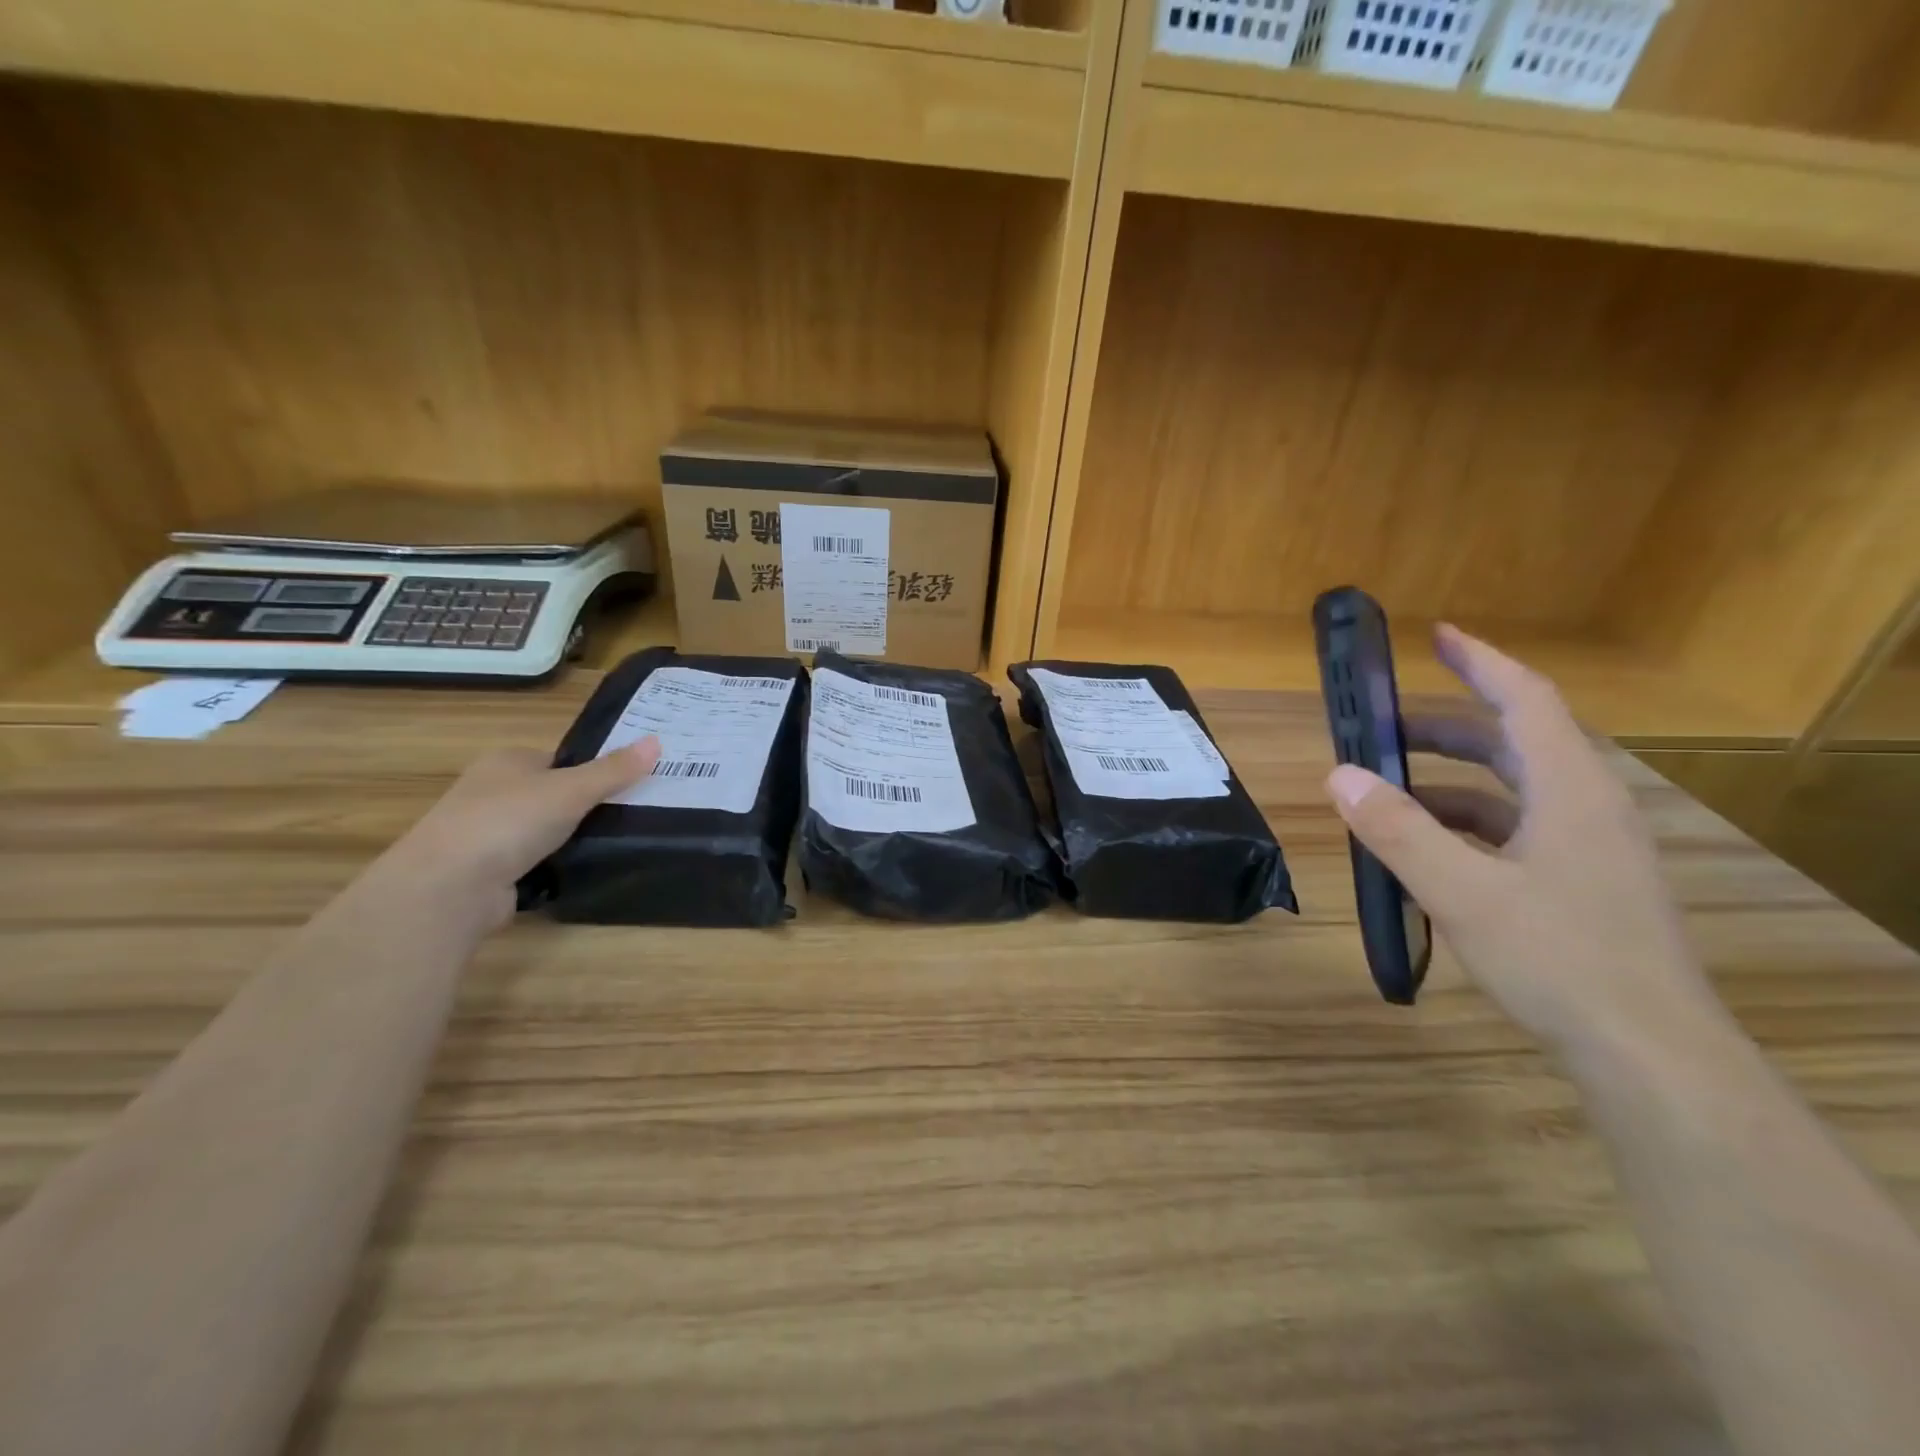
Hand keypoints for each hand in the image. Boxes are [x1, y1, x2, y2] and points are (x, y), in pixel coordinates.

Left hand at [381, 739, 660, 930]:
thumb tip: (657, 741)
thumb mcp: (572, 789)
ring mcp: (486, 833)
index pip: (560, 759)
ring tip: (617, 842)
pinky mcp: (488, 871)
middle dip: (586, 805)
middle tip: (632, 813)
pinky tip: (580, 871)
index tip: (632, 783)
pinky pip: (532, 860)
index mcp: (507, 761)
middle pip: (553, 793)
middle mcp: (491, 791)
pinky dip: (553, 865)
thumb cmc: (509, 821)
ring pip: (543, 829)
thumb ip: (614, 770)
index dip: (595, 769)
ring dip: (570, 837)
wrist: (448, 887)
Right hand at [1324, 625, 1722, 1054]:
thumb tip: (1339, 776)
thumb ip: (1398, 830)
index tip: (1437, 635)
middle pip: (1514, 742)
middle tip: (1382, 728)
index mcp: (1569, 791)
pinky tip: (1426, 851)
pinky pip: (1516, 831)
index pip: (1525, 700)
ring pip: (1512, 790)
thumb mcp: (1462, 892)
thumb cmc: (1560, 960)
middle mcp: (1586, 807)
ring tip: (1388, 793)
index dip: (1481, 661)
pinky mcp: (1582, 884)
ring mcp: (1589, 849)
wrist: (1651, 1056)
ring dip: (1450, 782)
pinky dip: (1466, 824)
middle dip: (1445, 728)